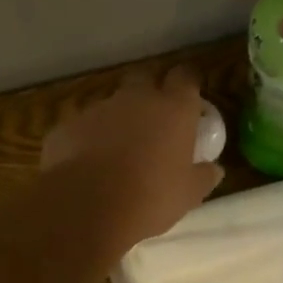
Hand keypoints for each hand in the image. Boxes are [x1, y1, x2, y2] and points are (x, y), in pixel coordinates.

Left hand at [41, 66, 222, 256]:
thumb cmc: (151, 196)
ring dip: (120, 119)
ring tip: (121, 150)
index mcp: (173, 108)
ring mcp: (99, 109)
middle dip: (151, 92)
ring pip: (113, 103)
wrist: (86, 207)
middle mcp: (137, 98)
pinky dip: (92, 139)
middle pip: (146, 78)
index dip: (188, 83)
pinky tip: (92, 165)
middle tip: (157, 120)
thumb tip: (214, 169)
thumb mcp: (189, 193)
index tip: (191, 97)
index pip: (186, 76)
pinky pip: (86, 126)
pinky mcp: (68, 126)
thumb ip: (204, 176)